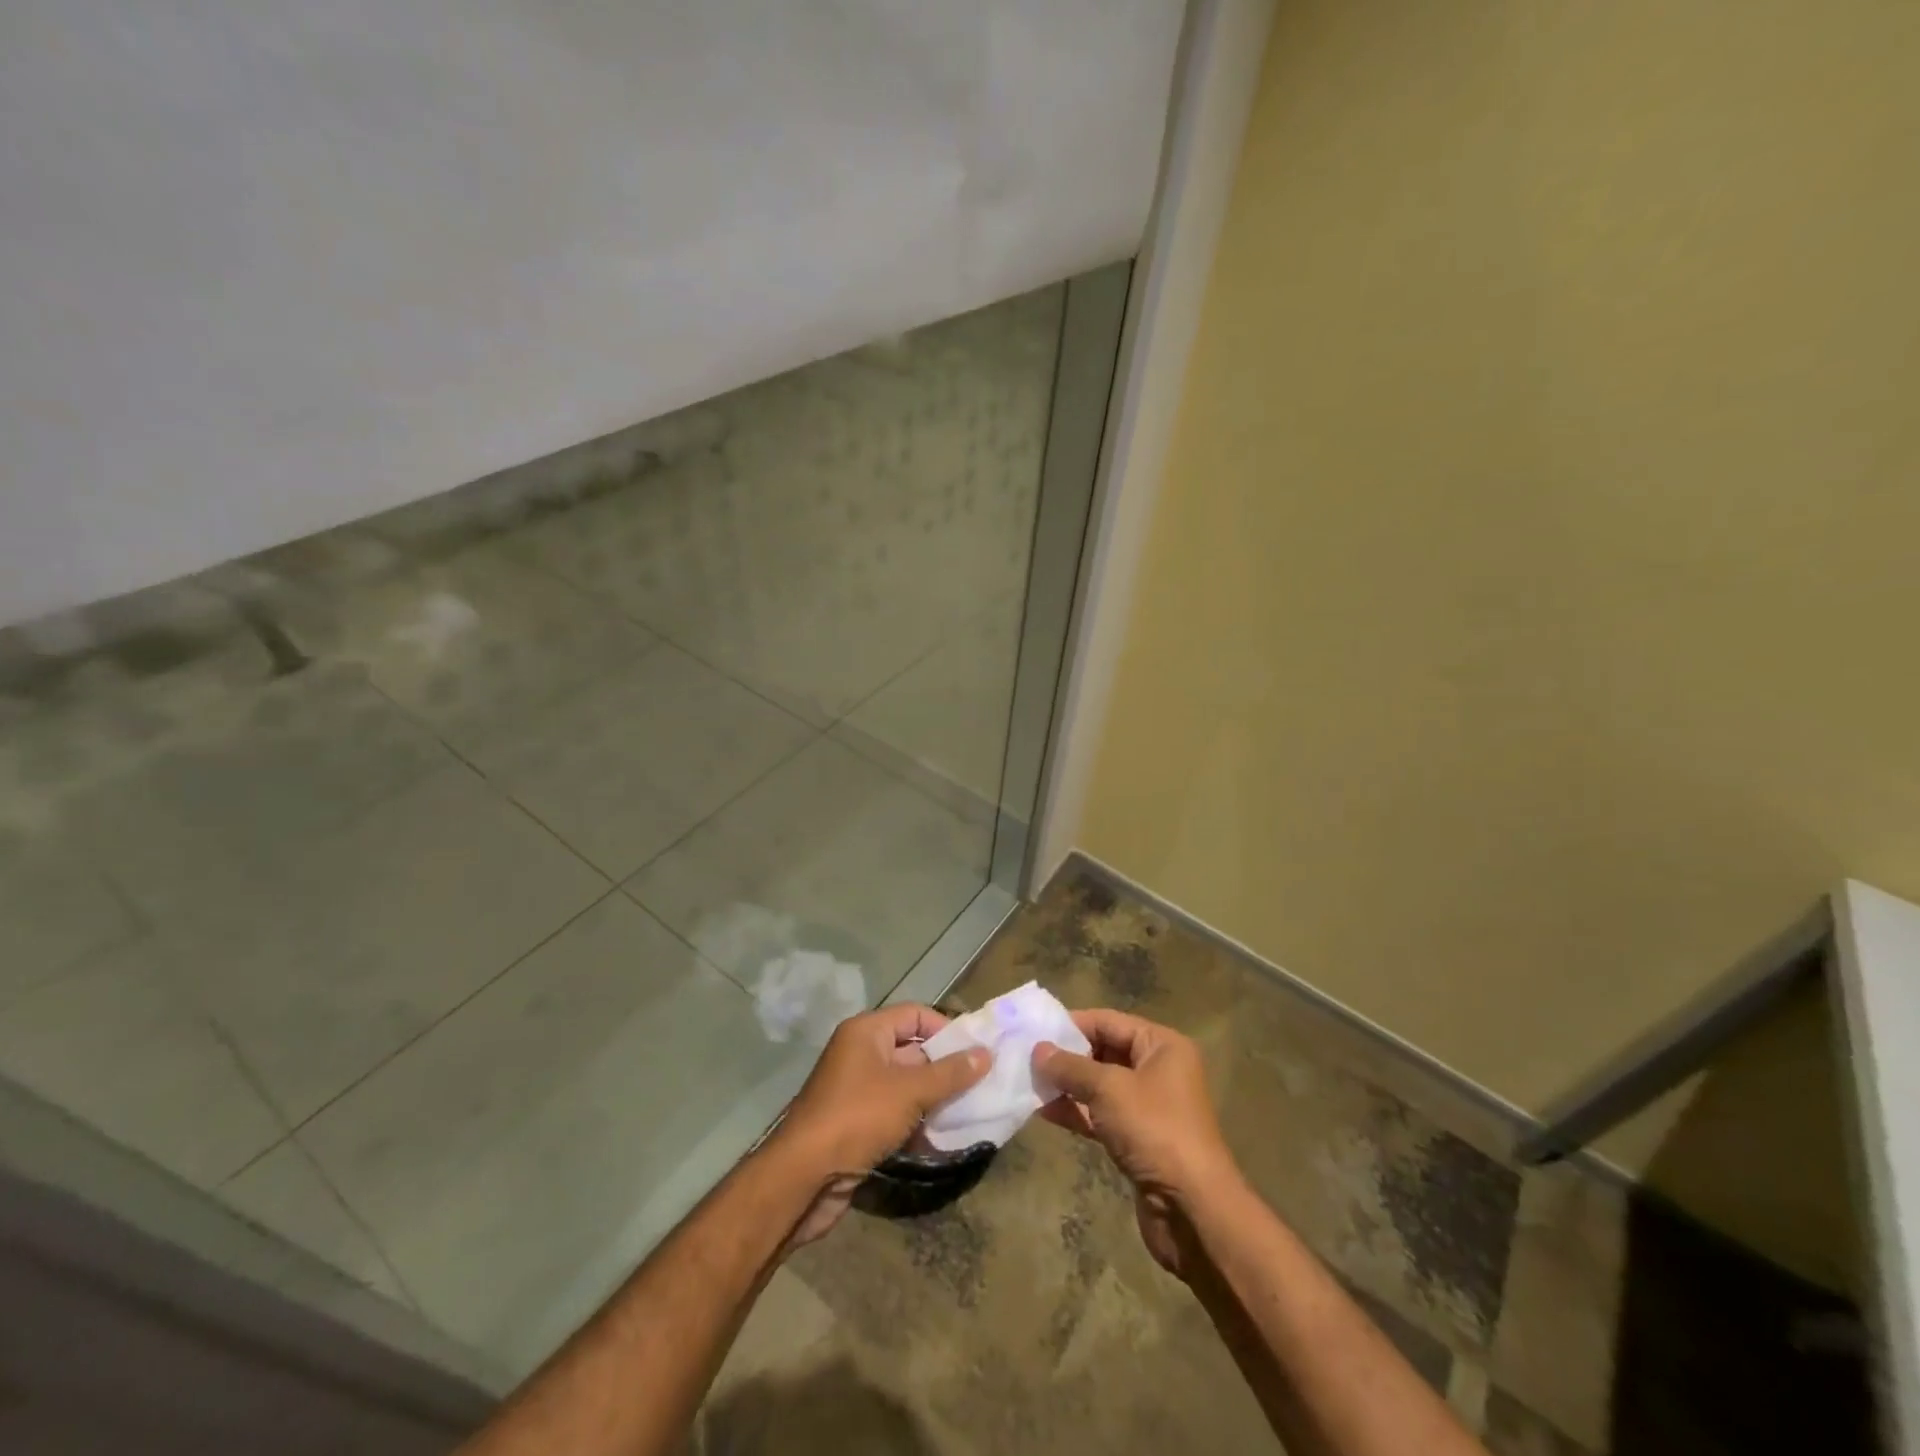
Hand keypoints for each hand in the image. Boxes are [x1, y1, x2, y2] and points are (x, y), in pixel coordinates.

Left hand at [769, 1004, 989, 1247]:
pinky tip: (945, 1137)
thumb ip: (950, 1073)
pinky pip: (896, 1112)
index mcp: (867, 1032)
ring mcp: (857, 1090)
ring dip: (935, 1098)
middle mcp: (860, 1054)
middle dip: (945, 1067)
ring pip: (906, 1085)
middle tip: (982, 1083)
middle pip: (912, 1050)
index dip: (946, 1029)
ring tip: (971, 1110)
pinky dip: (918, 1121)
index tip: (976, 1051)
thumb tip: (985, 1054)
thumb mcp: (910, 1091)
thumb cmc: (857, 1118)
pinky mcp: (857, 1123)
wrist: (803, 1178)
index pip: (915, 1015)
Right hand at [1033, 1009, 1239, 1278]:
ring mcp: (1148, 1106)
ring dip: (1067, 1085)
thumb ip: (1070, 1067)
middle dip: (1066, 1056)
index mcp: (1162, 1046)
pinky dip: (1076, 1111)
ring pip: (1099, 1086)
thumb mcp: (1108, 1089)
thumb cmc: (1154, 1130)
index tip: (1035, 1030)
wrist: (1192, 1209)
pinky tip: (1044, 1111)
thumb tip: (1038, 1050)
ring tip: (1028, 1083)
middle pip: (1104, 1051)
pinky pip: (1101, 1114)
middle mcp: (1158, 1070)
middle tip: (1026, 1057)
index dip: (1072, 1024)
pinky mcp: (1137, 1138)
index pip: (1109, 1021)